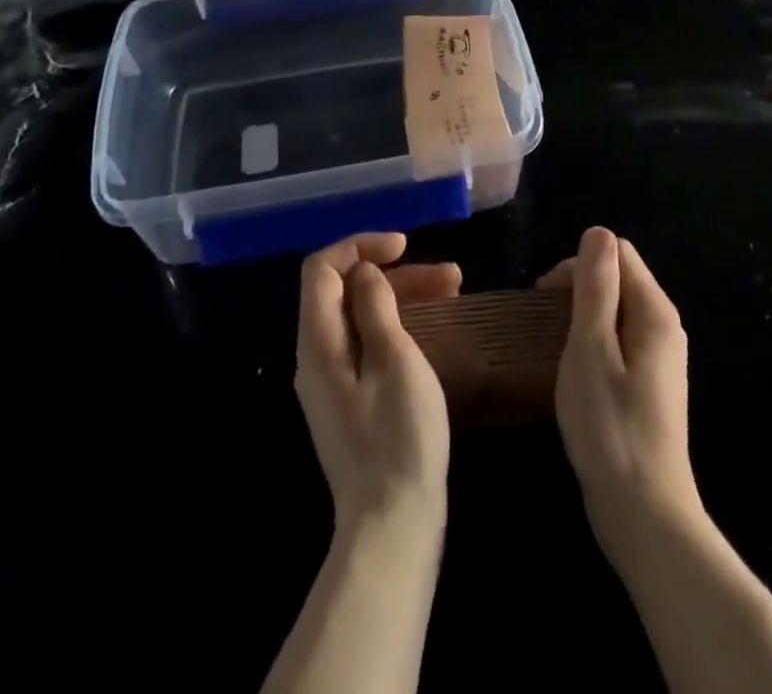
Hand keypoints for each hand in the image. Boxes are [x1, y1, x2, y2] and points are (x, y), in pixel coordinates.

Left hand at [295, 233, 460, 535]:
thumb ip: (375, 307)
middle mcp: (316, 356)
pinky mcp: (351, 400)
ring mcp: (332, 381)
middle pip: (345, 290)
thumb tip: (364, 272)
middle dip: (395, 273)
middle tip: (449, 276)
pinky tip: (435, 327)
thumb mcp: (394, 360)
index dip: (360, 246)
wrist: (392, 525)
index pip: (321, 268)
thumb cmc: (399, 437)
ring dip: (404, 297)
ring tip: (455, 291)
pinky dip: (398, 325)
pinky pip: (368, 343)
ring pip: (361, 316)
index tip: (404, 246)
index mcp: (318, 342)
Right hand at [539, 226, 698, 550]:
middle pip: (618, 278)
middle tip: (545, 326)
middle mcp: (663, 326)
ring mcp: (659, 357)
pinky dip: (592, 342)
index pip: (616, 253)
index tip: (546, 300)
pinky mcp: (648, 384)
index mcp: (654, 312)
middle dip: (578, 288)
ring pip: (615, 310)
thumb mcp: (591, 349)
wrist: (645, 515)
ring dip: (581, 317)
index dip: (578, 265)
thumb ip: (596, 288)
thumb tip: (598, 232)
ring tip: (555, 348)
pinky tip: (575, 372)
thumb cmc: (610, 428)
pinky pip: (617, 340)